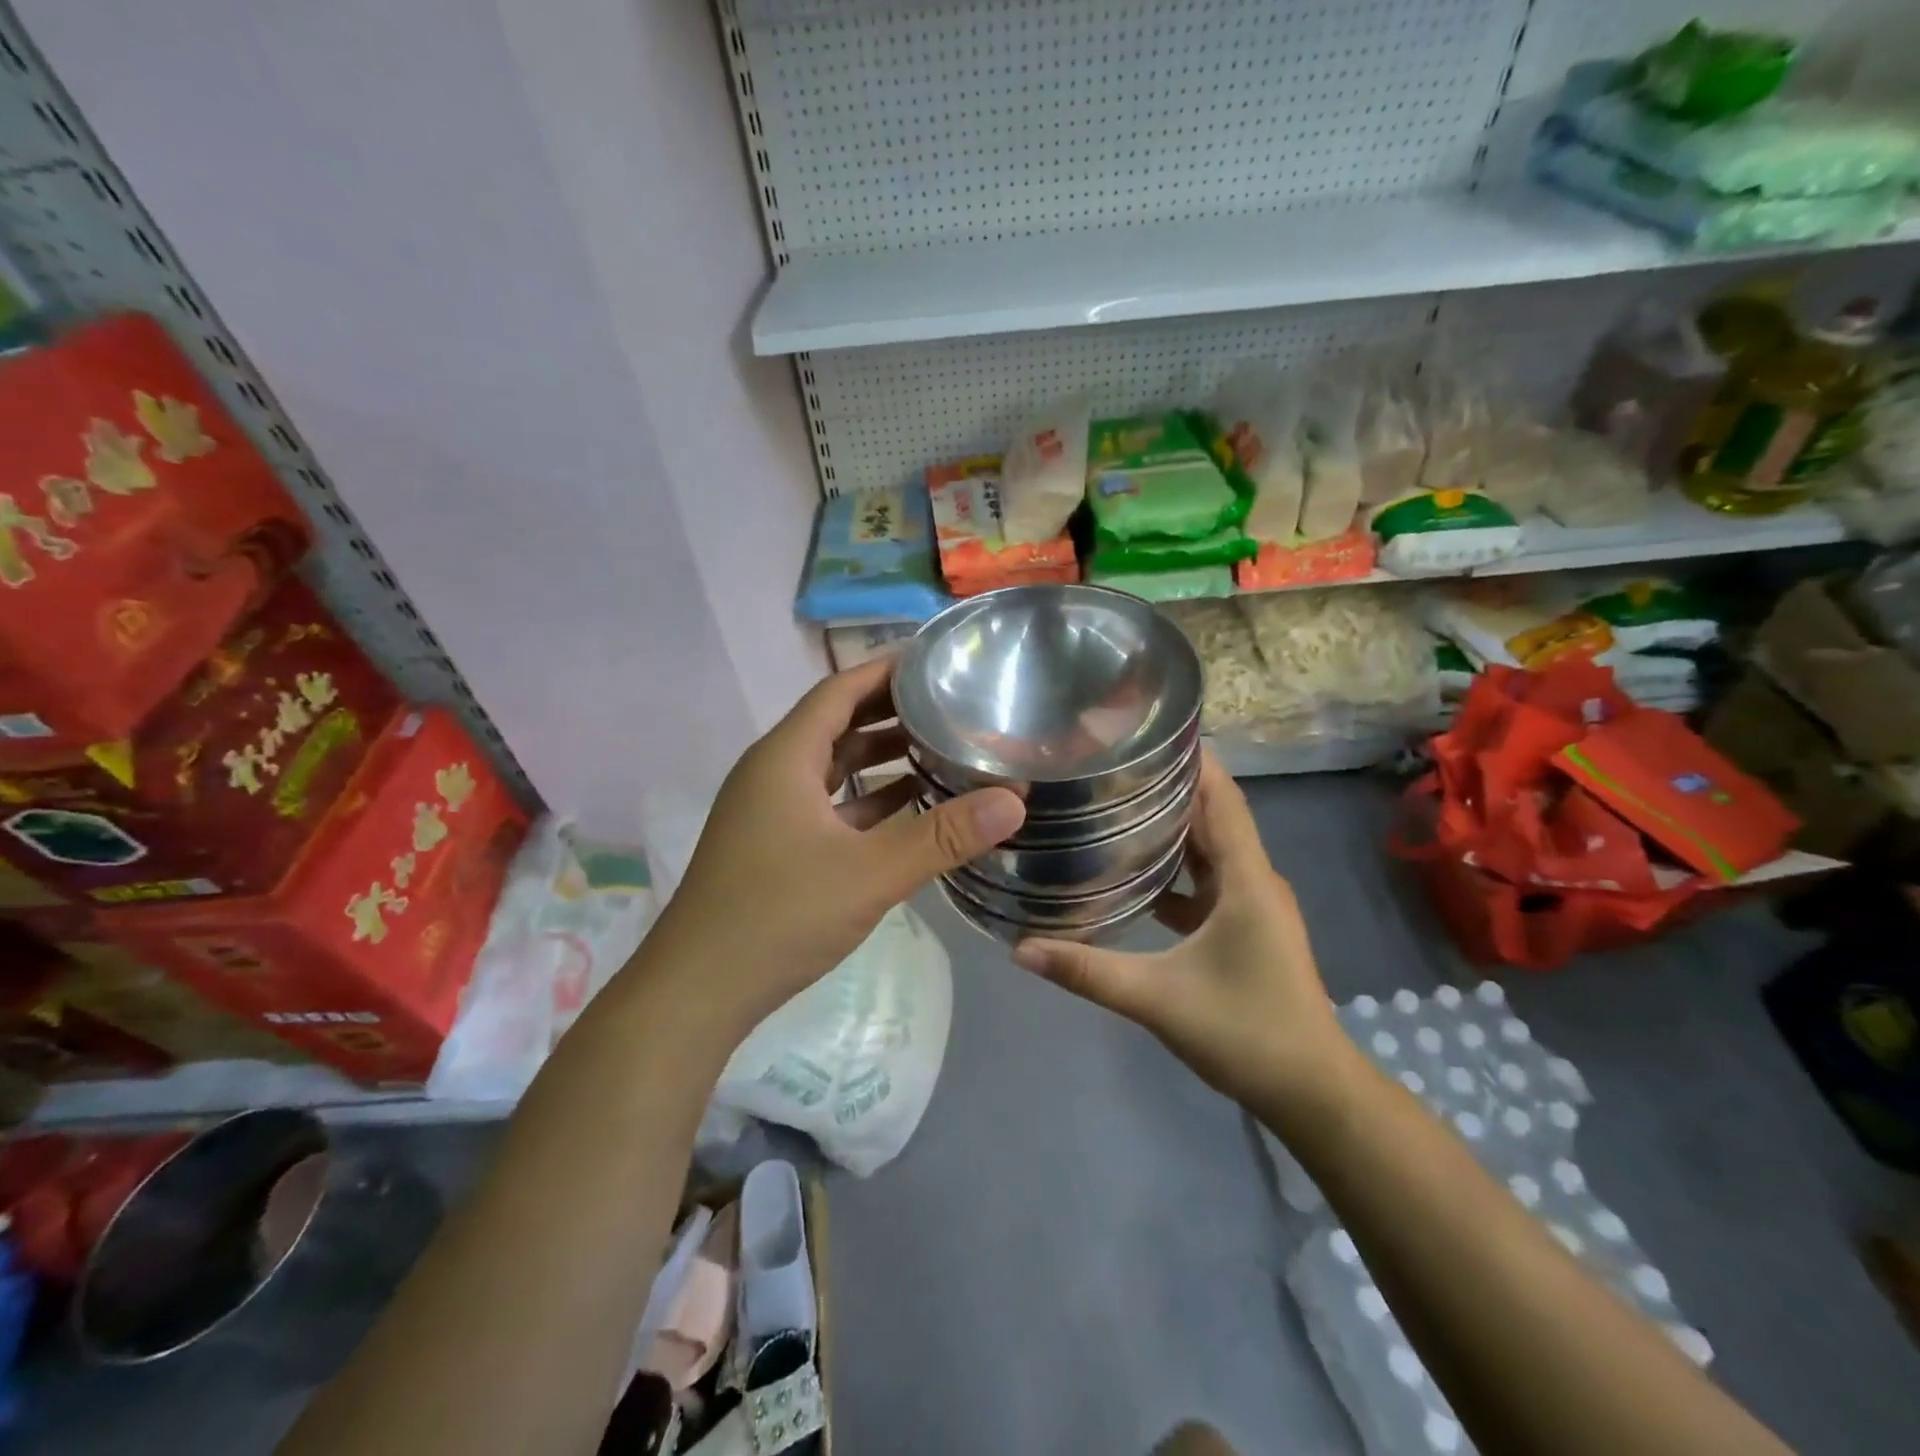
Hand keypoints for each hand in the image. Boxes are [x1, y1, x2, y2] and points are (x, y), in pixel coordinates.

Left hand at [652, 657, 1025, 1026]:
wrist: (698, 990)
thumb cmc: (778, 916)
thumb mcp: (870, 873)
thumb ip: (943, 835)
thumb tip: (1014, 800)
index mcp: (785, 758)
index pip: (840, 689)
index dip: (886, 669)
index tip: (935, 658)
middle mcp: (773, 773)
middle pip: (838, 724)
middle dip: (892, 711)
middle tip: (951, 701)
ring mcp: (771, 812)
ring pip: (834, 767)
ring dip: (881, 756)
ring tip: (940, 747)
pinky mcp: (776, 846)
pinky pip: (830, 805)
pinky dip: (868, 799)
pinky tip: (909, 808)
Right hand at [1011, 749, 1348, 1112]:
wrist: (1312, 1092)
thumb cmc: (1246, 1032)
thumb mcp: (1158, 999)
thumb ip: (1088, 971)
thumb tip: (1020, 948)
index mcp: (1246, 878)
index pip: (1221, 796)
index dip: (1189, 758)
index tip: (1141, 732)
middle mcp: (1254, 879)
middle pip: (1213, 813)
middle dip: (1168, 784)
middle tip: (1110, 765)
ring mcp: (1252, 904)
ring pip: (1209, 847)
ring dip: (1170, 825)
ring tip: (1114, 804)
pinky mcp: (1245, 927)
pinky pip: (1207, 880)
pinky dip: (1175, 868)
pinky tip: (1133, 873)